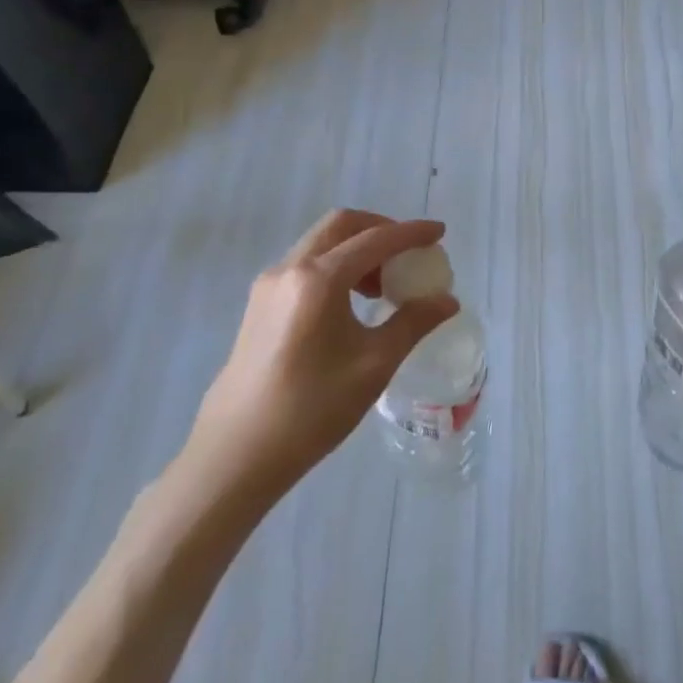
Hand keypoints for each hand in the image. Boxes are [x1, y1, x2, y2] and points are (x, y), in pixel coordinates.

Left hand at [184, 210, 457, 499]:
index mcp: (318, 279)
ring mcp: (269, 284)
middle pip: (342, 225)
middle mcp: (290, 268)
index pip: (375, 240)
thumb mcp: (373, 365)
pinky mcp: (259, 304)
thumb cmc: (310, 409)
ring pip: (321, 243)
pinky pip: (306, 264)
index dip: (411, 233)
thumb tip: (447, 300)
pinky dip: (336, 265)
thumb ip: (413, 323)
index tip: (440, 232)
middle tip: (409, 252)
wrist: (235, 456)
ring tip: (384, 284)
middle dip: (380, 229)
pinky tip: (352, 302)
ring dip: (357, 248)